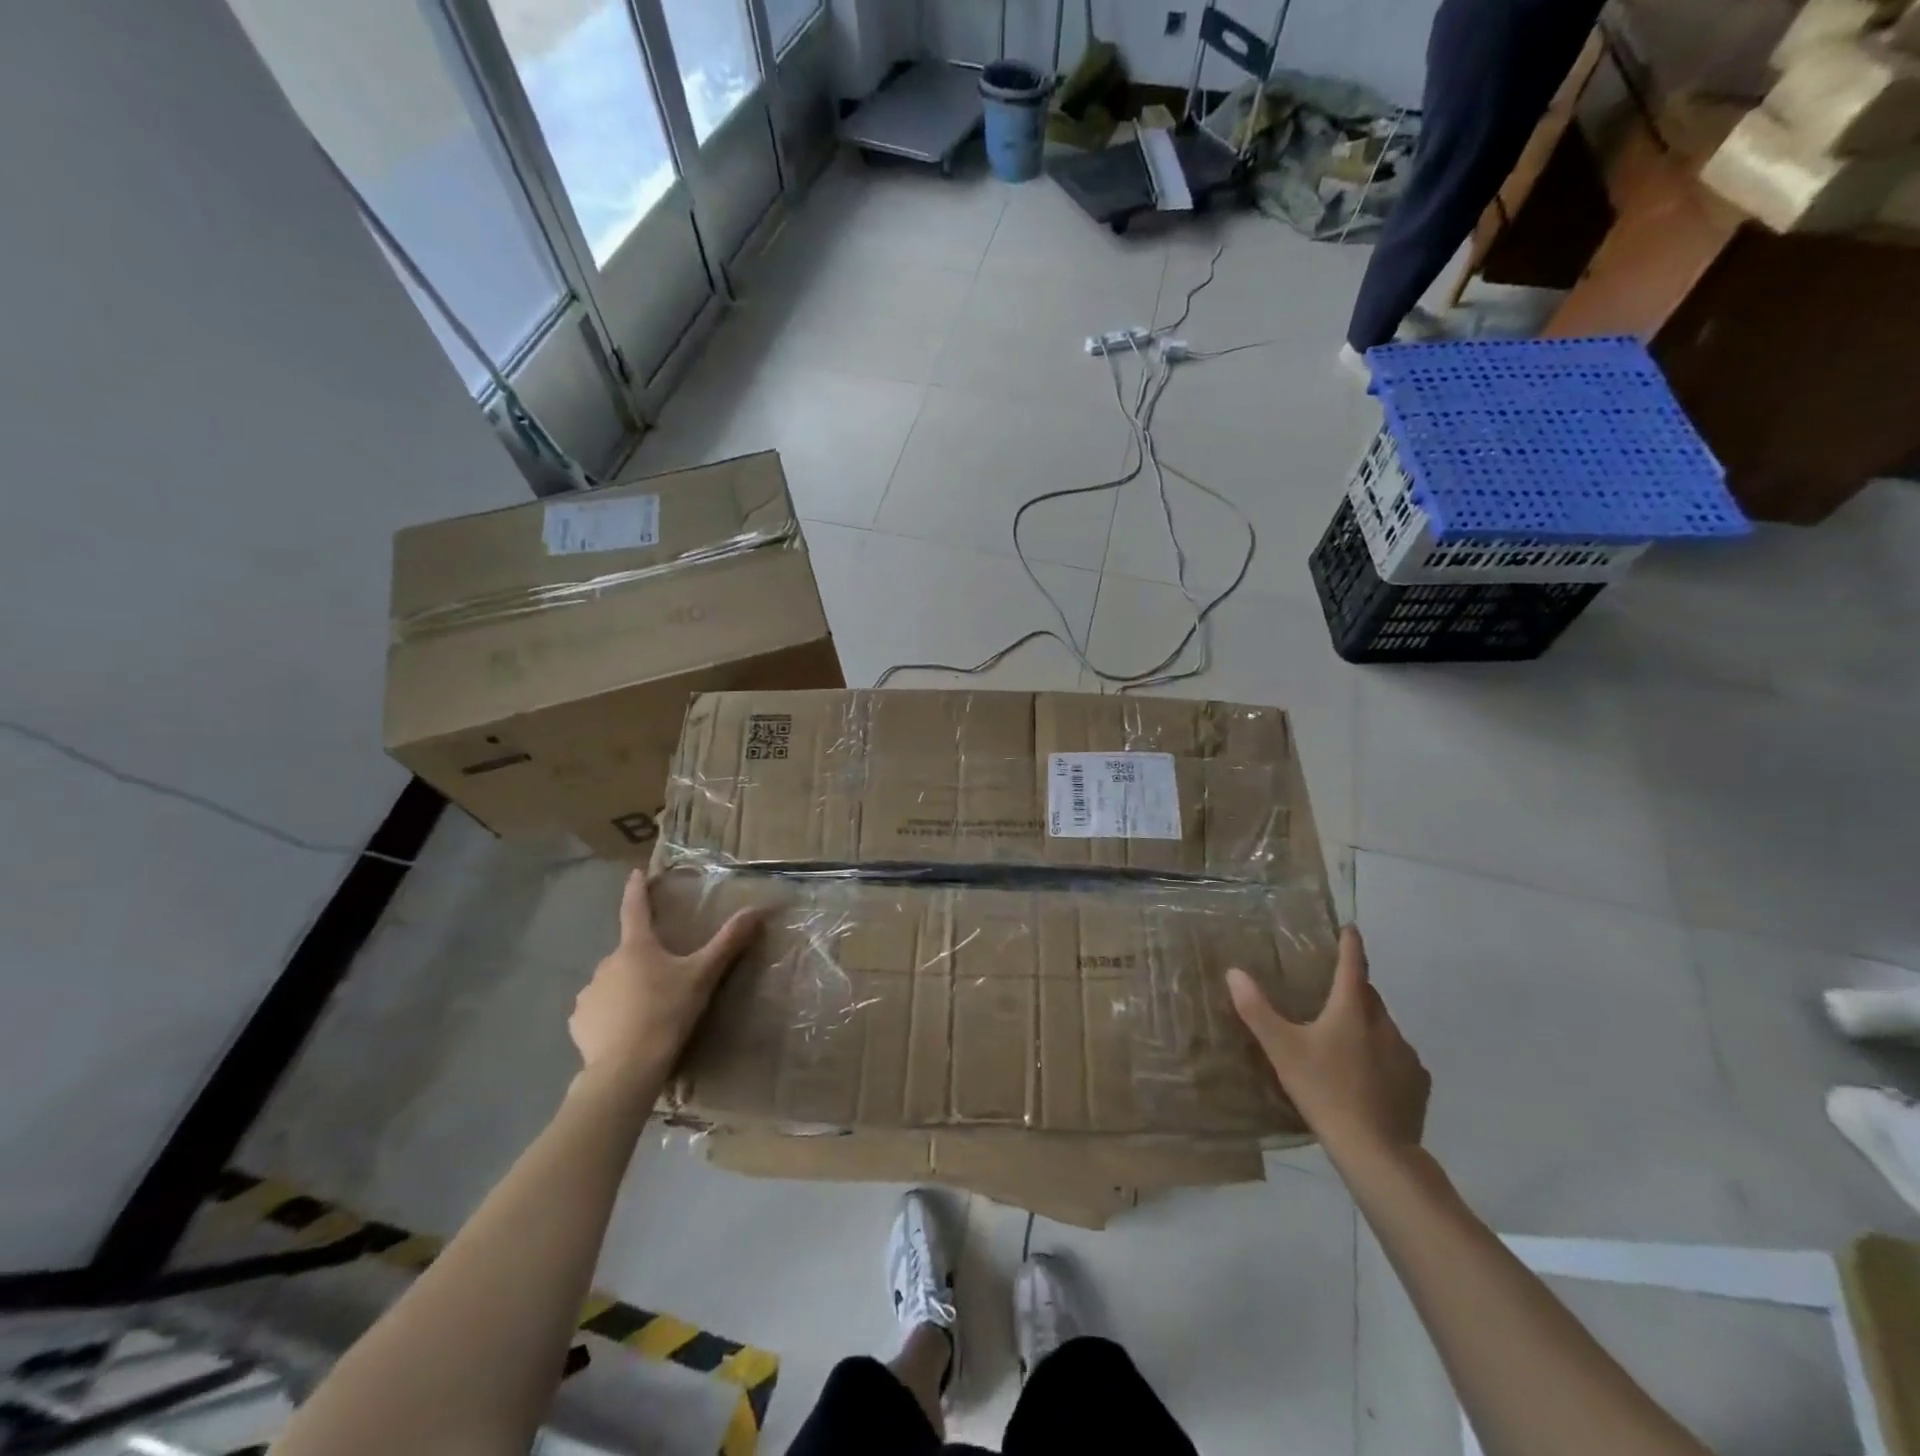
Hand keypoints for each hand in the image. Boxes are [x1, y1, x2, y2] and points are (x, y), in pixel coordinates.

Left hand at [569, 871, 760, 1095]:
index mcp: (637, 947)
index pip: (635, 908)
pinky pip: (597, 1011)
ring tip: (646, 1011)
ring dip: (625, 988)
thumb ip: (728, 942)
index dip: (637, 890)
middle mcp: (607, 963)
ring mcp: (589, 993)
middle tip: (663, 977)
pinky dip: (609, 1015)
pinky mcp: (578, 1022)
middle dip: (642, 959)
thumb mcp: (703, 976)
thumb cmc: (667, 1013)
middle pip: (628, 952)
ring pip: (611, 982)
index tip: (635, 874)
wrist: (626, 1068)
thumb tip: (757, 909)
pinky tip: (624, 1033)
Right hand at [1227, 926, 1429, 1162]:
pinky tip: (1367, 1077)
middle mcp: (1384, 1024)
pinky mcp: (1418, 1084)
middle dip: (1353, 989)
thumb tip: (1234, 972)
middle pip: (1369, 996)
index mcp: (1352, 1010)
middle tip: (1331, 993)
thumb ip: (1257, 1010)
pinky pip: (1398, 1058)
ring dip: (1367, 1025)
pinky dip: (1383, 1057)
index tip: (1350, 928)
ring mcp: (1407, 1055)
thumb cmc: (1324, 1090)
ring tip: (1344, 1041)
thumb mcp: (1281, 1049)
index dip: (1350, 944)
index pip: (1353, 965)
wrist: (1376, 1151)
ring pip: (1383, 1027)